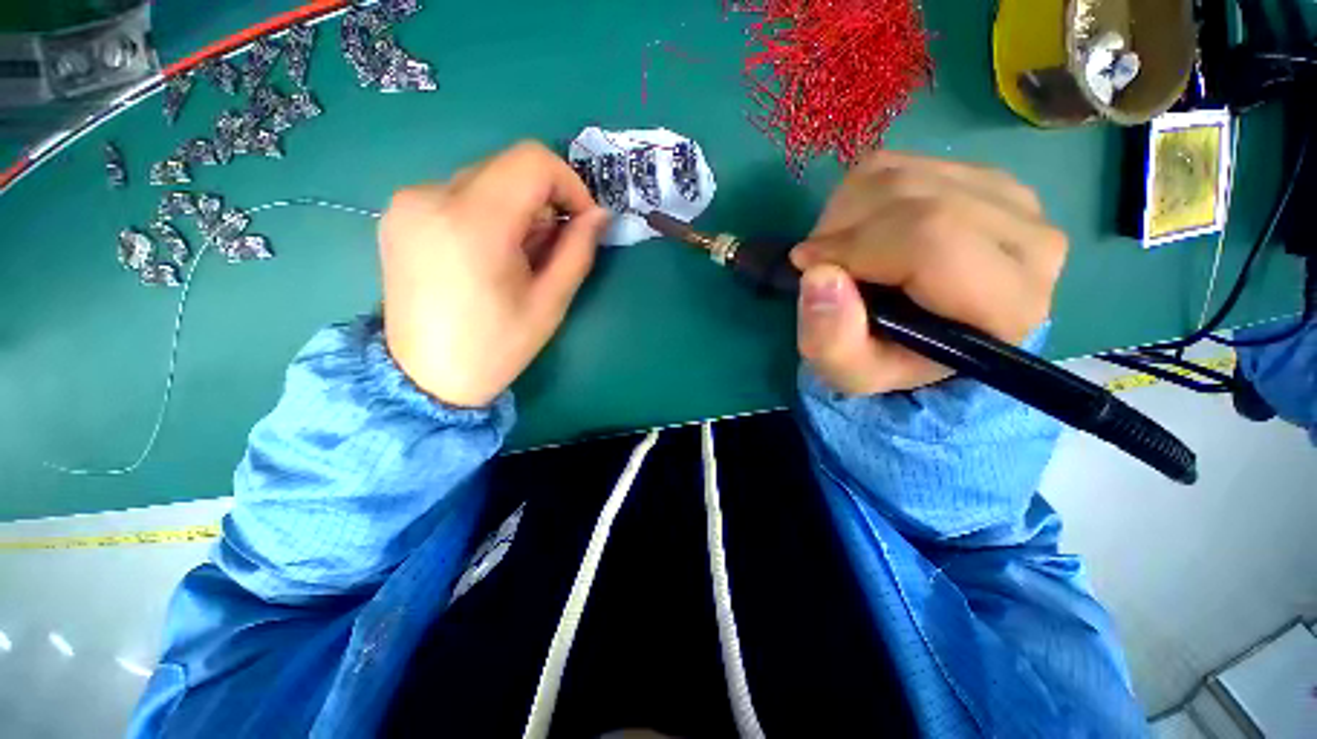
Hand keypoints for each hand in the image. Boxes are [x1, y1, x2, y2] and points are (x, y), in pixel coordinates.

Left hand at [378, 141, 608, 406]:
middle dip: (543, 201)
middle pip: (508, 167)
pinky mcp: (398, 212)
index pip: (532, 161)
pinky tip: (486, 254)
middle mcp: (431, 196)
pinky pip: (458, 193)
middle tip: (548, 249)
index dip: (569, 184)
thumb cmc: (496, 347)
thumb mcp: (550, 303)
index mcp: (473, 223)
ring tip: (516, 257)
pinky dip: (487, 212)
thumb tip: (600, 215)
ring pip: (485, 178)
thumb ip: (578, 251)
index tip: (580, 222)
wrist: (426, 377)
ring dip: (515, 209)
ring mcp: (408, 202)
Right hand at [791, 151, 1067, 394]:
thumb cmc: (888, 360)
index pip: (931, 241)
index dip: (854, 246)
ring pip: (904, 175)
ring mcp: (1011, 199)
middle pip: (917, 200)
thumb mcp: (850, 372)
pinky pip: (902, 163)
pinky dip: (859, 194)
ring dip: (846, 211)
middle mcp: (1029, 242)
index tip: (806, 266)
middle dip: (843, 227)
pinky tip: (858, 229)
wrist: (921, 337)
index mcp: (1006, 306)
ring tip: (836, 251)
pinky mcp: (983, 176)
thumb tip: (820, 275)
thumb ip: (832, 341)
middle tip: (818, 261)